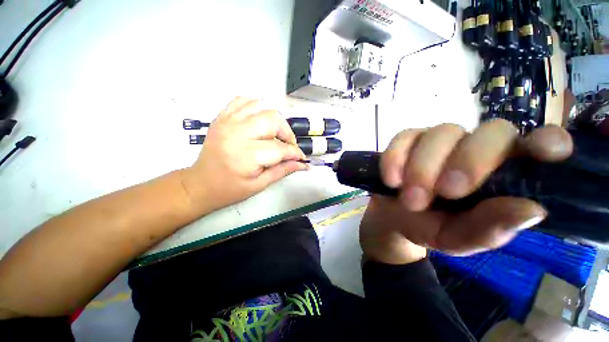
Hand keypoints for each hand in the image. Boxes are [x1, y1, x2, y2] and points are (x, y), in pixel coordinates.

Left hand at [182, 97, 306, 210]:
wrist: (199, 183)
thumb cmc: (229, 189)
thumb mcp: (260, 185)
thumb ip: (283, 171)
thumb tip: (303, 164)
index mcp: (245, 156)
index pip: (280, 148)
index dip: (295, 153)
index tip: (301, 158)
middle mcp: (236, 133)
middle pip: (273, 120)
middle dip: (287, 133)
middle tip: (288, 146)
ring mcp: (227, 121)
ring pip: (261, 107)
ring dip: (274, 120)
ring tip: (275, 135)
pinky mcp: (222, 117)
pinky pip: (243, 101)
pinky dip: (257, 107)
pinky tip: (260, 121)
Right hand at [360, 121, 573, 263]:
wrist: (392, 218)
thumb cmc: (430, 227)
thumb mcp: (459, 238)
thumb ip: (490, 229)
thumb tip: (531, 209)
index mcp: (502, 174)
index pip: (538, 145)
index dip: (546, 142)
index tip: (546, 152)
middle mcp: (475, 147)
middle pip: (490, 131)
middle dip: (468, 162)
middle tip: (444, 193)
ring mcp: (438, 139)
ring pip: (441, 132)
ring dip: (422, 168)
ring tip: (410, 199)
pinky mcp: (406, 140)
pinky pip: (403, 138)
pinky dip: (395, 158)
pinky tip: (391, 181)